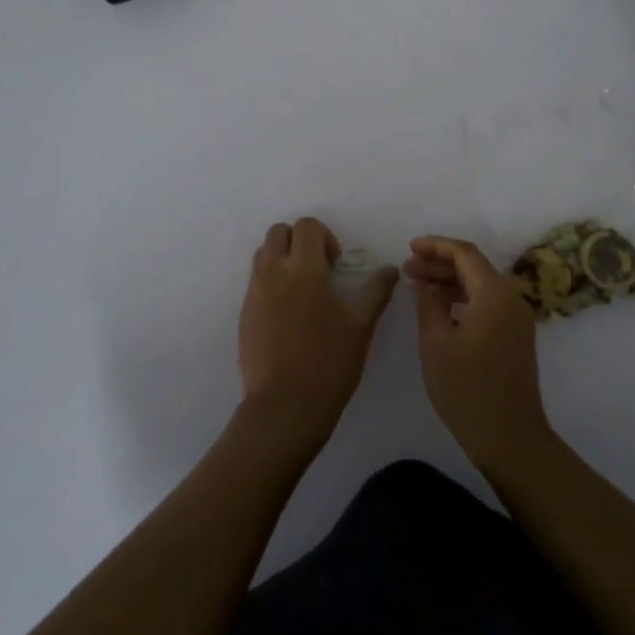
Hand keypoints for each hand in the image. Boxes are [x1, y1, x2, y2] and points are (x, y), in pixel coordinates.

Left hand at [238, 217, 397, 453]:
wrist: (284, 408)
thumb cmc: (329, 364)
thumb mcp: (361, 327)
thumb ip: (375, 292)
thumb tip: (390, 269)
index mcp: (303, 270)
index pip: (306, 226)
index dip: (324, 236)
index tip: (336, 264)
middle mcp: (273, 273)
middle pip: (278, 232)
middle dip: (299, 240)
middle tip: (318, 270)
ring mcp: (254, 293)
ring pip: (263, 254)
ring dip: (282, 258)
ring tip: (303, 290)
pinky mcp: (244, 314)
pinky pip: (255, 281)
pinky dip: (271, 282)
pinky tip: (290, 314)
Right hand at [405, 236, 552, 469]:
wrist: (510, 437)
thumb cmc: (468, 388)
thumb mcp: (436, 343)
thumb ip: (430, 304)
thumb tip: (429, 285)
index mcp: (494, 293)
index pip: (464, 253)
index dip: (436, 246)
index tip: (409, 247)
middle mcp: (511, 298)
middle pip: (474, 267)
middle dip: (439, 264)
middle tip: (407, 269)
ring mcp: (516, 319)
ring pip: (480, 286)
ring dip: (449, 282)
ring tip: (416, 287)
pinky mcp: (515, 337)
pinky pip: (487, 304)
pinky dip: (462, 299)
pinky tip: (439, 309)